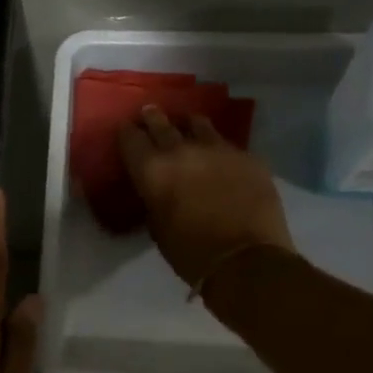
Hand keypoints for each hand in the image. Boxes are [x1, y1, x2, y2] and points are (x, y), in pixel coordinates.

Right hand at [117, 105, 294, 287]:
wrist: (246, 260)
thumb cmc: (191, 253)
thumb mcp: (157, 228)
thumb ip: (154, 200)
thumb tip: (158, 190)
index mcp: (152, 170)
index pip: (131, 139)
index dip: (126, 133)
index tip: (125, 129)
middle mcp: (181, 150)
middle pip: (162, 123)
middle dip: (153, 118)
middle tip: (149, 112)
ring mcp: (218, 149)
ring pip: (199, 124)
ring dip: (188, 124)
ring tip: (187, 123)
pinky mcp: (247, 156)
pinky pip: (227, 144)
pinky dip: (218, 147)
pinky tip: (220, 154)